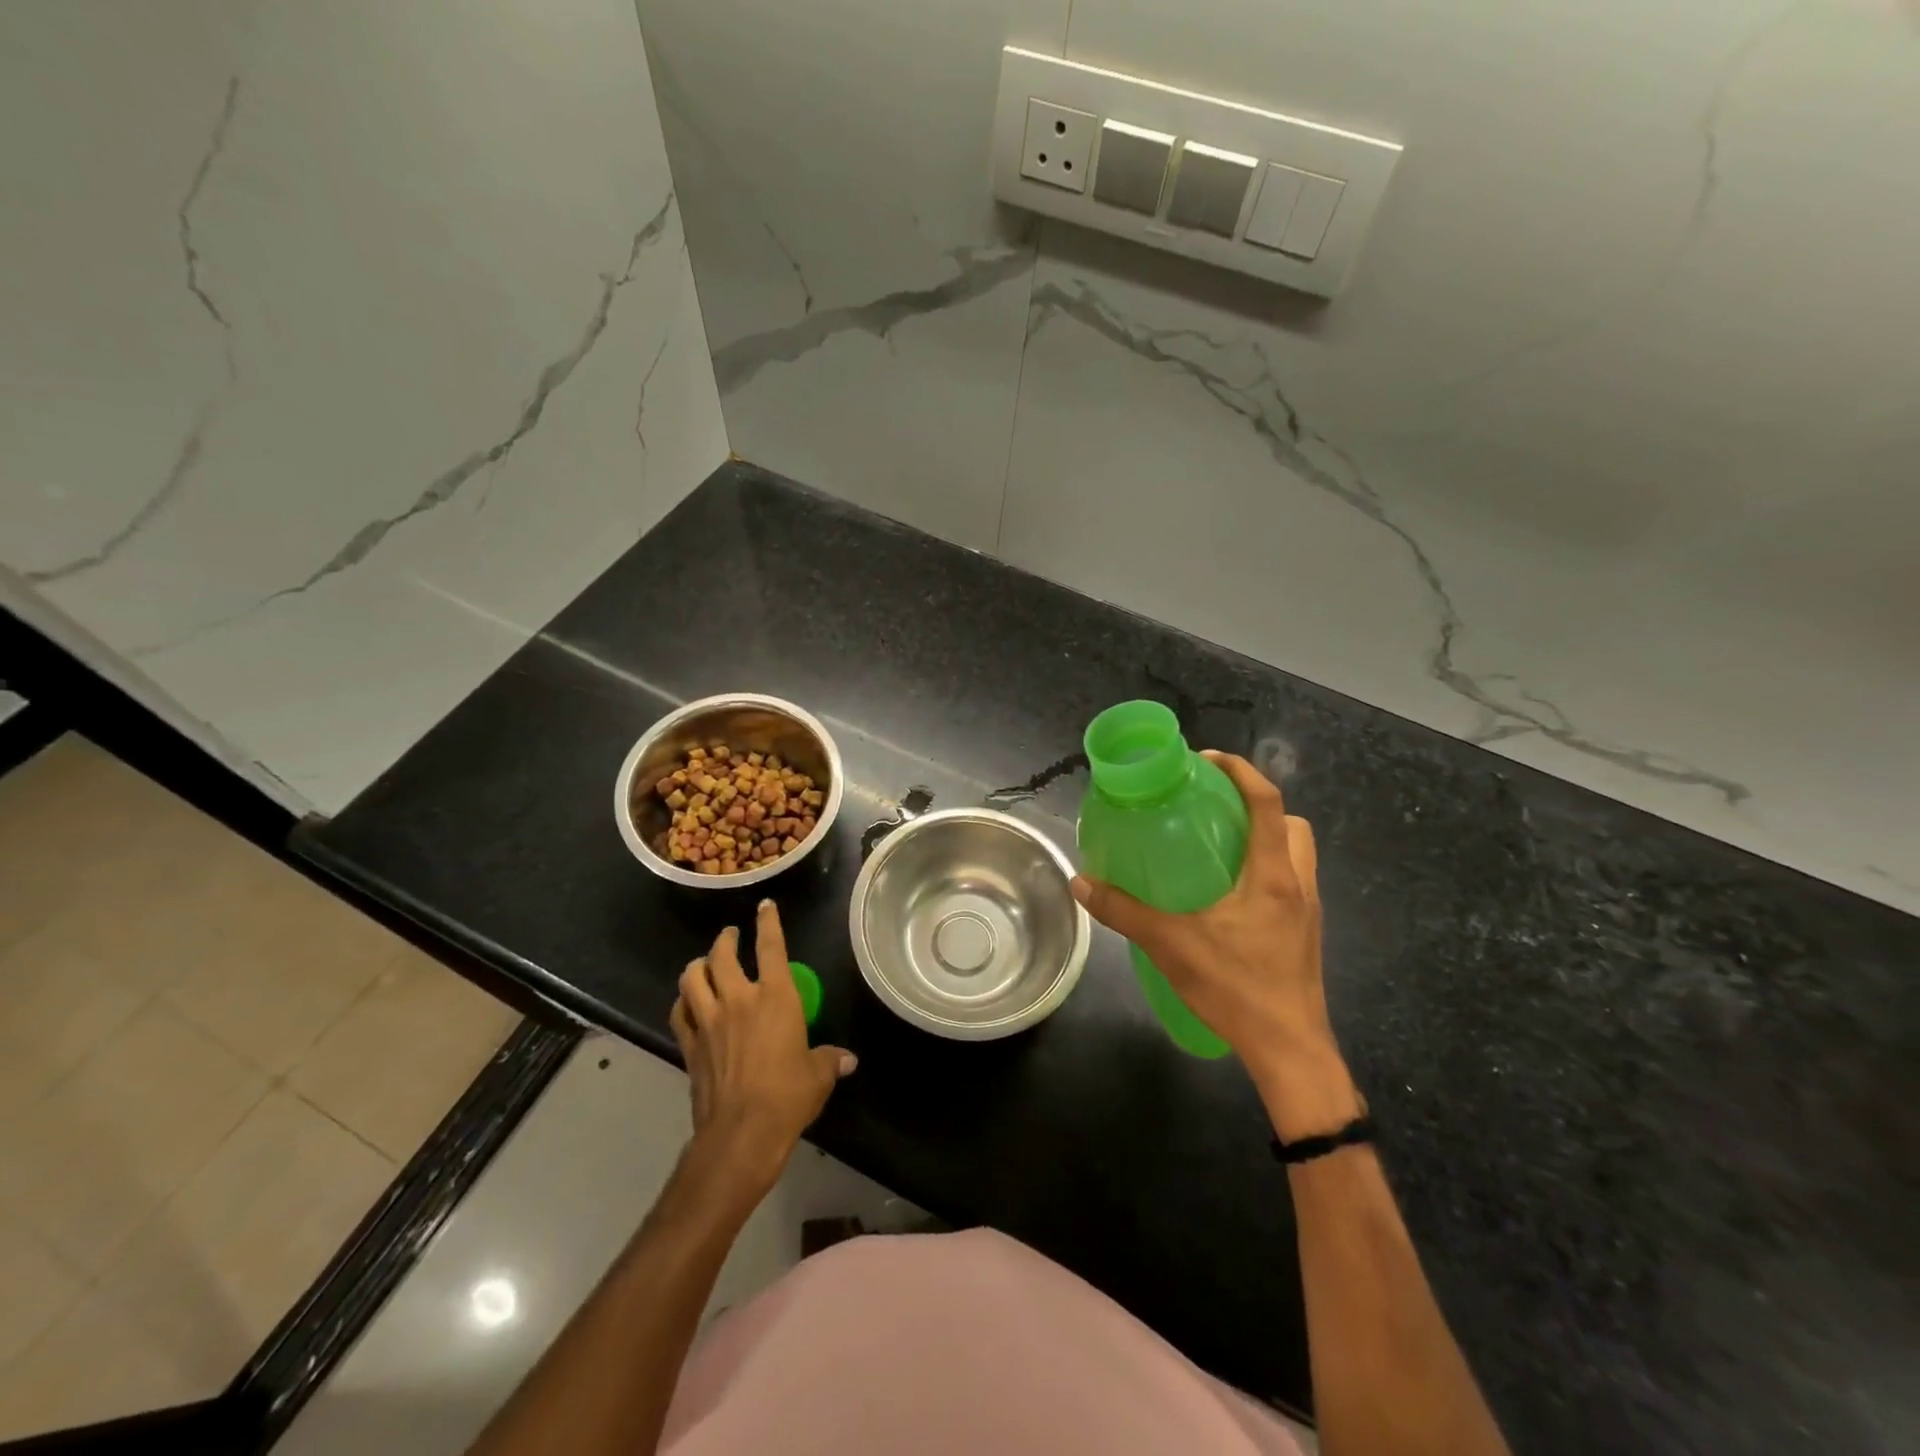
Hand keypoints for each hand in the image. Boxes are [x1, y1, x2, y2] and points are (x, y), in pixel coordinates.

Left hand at [669, 900, 855, 1197]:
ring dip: (698, 965)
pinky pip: (679, 1012)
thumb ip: (830, 1060)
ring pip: (692, 978)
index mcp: (776, 996)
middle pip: (723, 955)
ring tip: (703, 963)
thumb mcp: (818, 1075)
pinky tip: (687, 1002)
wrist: (742, 1132)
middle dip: (725, 940)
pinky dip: (682, 1001)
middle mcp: (739, 999)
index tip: (765, 907)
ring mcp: (709, 1021)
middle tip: (729, 936)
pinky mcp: (689, 1045)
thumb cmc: (788, 1096)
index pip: (771, 946)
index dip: (768, 922)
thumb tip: (848, 1060)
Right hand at [1072, 751, 1360, 1138]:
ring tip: (1219, 850)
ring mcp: (1308, 911)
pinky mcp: (1306, 934)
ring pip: (1296, 854)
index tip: (1207, 761)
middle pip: (1291, 824)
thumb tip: (1081, 883)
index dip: (1241, 771)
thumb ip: (1124, 912)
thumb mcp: (1171, 945)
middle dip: (1257, 806)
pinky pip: (1291, 883)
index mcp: (1271, 875)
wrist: (1290, 1050)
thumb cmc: (1237, 988)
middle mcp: (1297, 884)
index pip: (1267, 803)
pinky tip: (1229, 897)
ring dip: (1265, 839)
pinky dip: (1265, 871)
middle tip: (1214, 811)